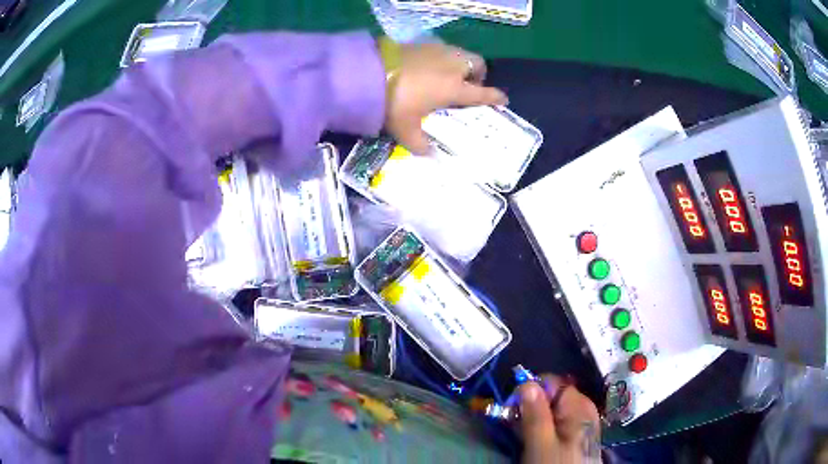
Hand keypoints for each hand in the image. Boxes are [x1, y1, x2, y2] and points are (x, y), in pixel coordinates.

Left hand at [384, 42, 507, 154]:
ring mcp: (436, 51)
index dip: (495, 97)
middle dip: (479, 73)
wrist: (368, 72)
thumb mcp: (405, 128)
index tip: (503, 100)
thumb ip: (419, 143)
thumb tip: (428, 154)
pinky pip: (441, 49)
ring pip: (460, 53)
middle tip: (469, 85)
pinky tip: (428, 66)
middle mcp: (451, 66)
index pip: (482, 93)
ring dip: (461, 63)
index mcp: (454, 88)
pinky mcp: (420, 42)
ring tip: (449, 74)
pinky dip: (442, 57)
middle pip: (477, 64)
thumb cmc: (394, 102)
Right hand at [519, 376, 600, 463]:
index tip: (511, 410)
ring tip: (523, 435)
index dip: (529, 391)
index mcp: (579, 405)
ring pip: (552, 409)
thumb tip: (526, 383)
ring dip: (534, 418)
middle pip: (551, 395)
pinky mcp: (578, 433)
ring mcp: (582, 421)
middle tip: (514, 426)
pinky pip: (558, 421)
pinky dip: (543, 426)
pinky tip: (536, 440)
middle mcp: (583, 408)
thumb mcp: (541, 444)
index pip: (551, 382)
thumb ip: (535, 414)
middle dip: (530, 407)